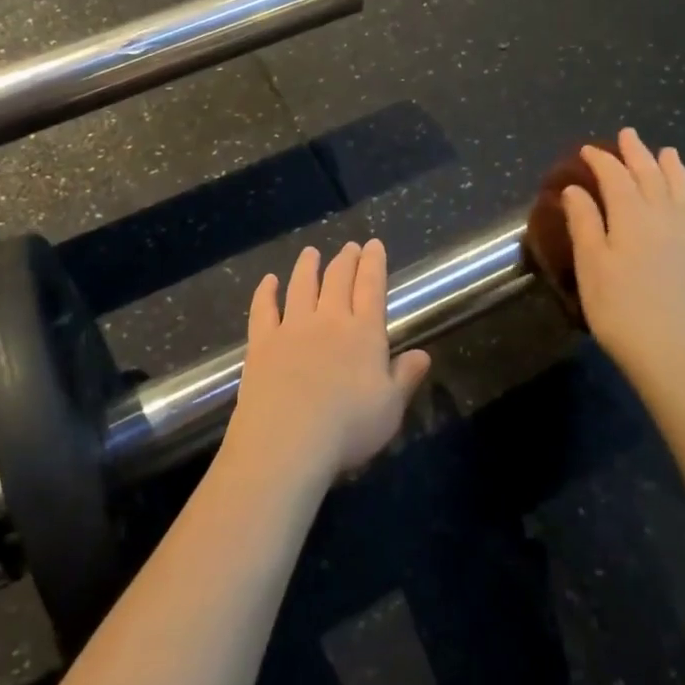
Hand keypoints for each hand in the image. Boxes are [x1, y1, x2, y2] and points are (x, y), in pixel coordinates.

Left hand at [228, 240, 429, 484]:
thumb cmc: (348, 427)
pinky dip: (265, 292)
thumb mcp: (390, 408)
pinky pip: (263, 309)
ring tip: (311, 252)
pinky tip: (268, 281)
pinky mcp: (261, 342)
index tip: (374, 245)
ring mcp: (292, 328)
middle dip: (346, 260)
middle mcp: (328, 320)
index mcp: (363, 333)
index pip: (372, 288)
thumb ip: (405, 377)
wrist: (287, 439)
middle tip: (350, 247)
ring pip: (301, 286)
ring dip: (307, 267)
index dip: (374, 264)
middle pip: (338, 281)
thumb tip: (423, 354)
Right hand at [561, 128, 684, 395]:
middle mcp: (661, 218)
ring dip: (671, 169)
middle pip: (650, 177)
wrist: (674, 351)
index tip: (586, 149)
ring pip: (680, 192)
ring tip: (668, 152)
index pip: (615, 178)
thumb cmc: (619, 307)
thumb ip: (584, 222)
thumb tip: (575, 189)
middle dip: (637, 154)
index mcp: (630, 217)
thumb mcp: (591, 264)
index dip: (601, 161)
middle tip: (628, 134)